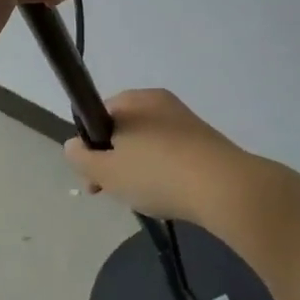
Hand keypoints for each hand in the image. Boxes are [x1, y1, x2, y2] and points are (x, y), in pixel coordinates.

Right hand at [64, 89, 258, 226]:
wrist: (226, 189)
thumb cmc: (157, 174)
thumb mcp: (107, 171)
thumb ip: (82, 158)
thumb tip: (72, 146)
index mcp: (133, 100)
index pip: (98, 117)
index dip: (89, 148)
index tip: (92, 179)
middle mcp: (159, 102)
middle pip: (124, 131)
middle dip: (114, 162)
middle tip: (113, 193)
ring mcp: (186, 121)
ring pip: (148, 145)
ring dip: (139, 169)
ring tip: (144, 199)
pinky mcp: (207, 142)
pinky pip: (173, 155)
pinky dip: (165, 173)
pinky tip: (169, 197)